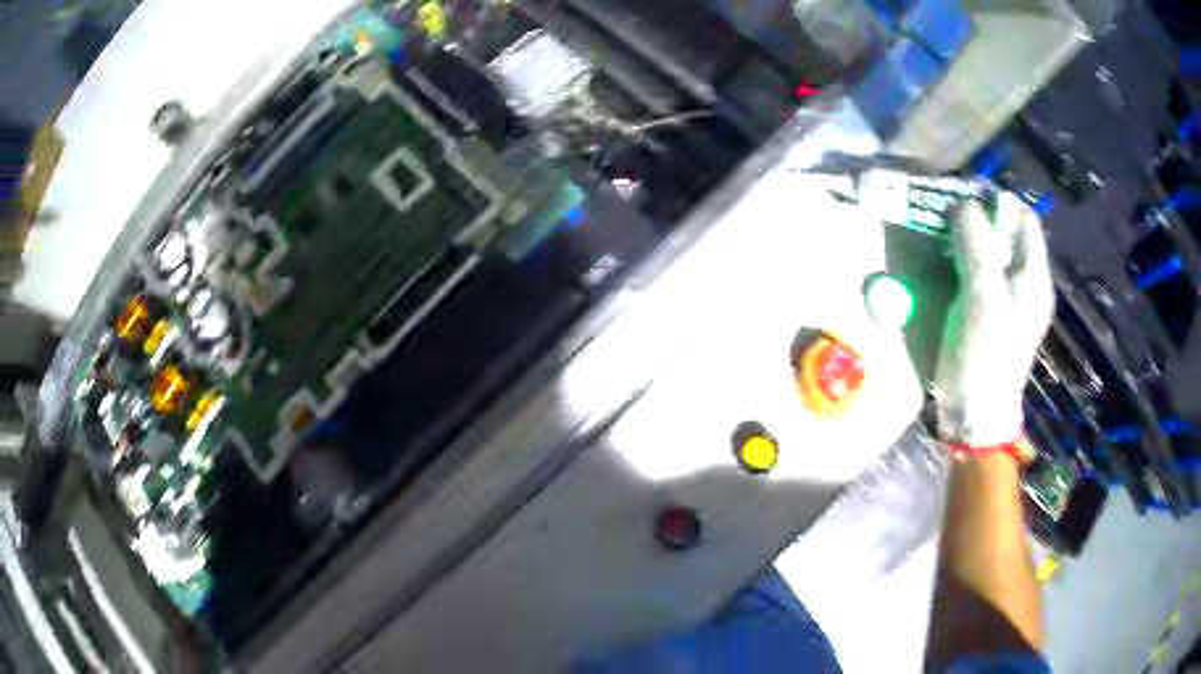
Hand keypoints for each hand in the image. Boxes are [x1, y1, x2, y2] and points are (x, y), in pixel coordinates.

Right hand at [934, 193, 1054, 444]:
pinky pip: (981, 273)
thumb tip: (963, 204)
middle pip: (1008, 234)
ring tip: (941, 235)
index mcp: (1033, 276)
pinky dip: (964, 261)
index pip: (1024, 218)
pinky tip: (945, 265)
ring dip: (969, 238)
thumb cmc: (985, 353)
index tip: (964, 197)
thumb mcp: (982, 295)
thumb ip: (976, 244)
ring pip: (992, 252)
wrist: (976, 413)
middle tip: (947, 215)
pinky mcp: (991, 315)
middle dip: (979, 218)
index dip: (998, 201)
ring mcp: (1009, 300)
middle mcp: (1026, 283)